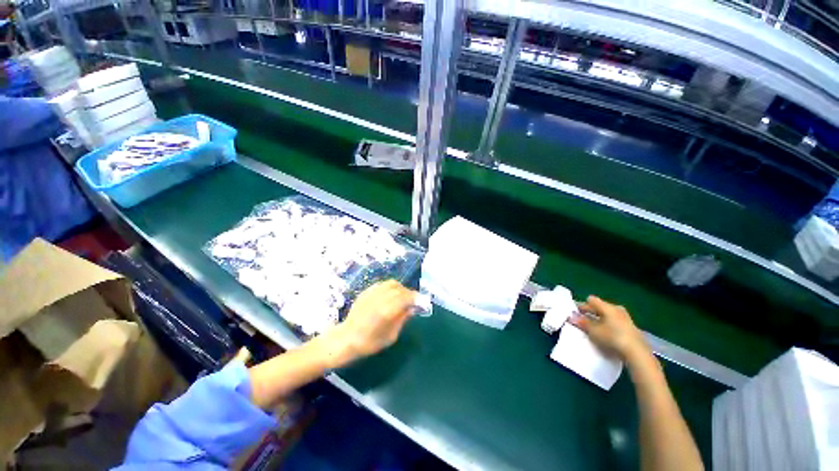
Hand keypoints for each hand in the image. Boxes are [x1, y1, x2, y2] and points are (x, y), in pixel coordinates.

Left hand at [331, 280, 415, 365]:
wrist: (346, 338)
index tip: (421, 301)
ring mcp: (372, 293)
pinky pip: (382, 284)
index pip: (407, 297)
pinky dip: (390, 288)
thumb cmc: (370, 342)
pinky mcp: (366, 291)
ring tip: (401, 297)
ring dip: (400, 288)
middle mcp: (381, 298)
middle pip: (400, 289)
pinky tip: (390, 295)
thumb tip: (411, 309)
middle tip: (412, 301)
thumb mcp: (391, 336)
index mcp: (387, 310)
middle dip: (409, 293)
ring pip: (391, 284)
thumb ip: (402, 319)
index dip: (416, 298)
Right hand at [570, 295, 648, 361]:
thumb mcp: (593, 331)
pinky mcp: (630, 327)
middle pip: (600, 307)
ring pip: (608, 315)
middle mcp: (617, 309)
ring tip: (592, 328)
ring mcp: (625, 318)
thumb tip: (572, 317)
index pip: (591, 300)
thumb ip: (582, 322)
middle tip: (582, 320)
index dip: (583, 305)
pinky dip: (607, 325)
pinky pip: (614, 322)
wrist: (637, 352)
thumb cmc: (612, 337)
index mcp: (607, 306)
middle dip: (590, 312)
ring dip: (599, 319)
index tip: (576, 312)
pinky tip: (604, 333)